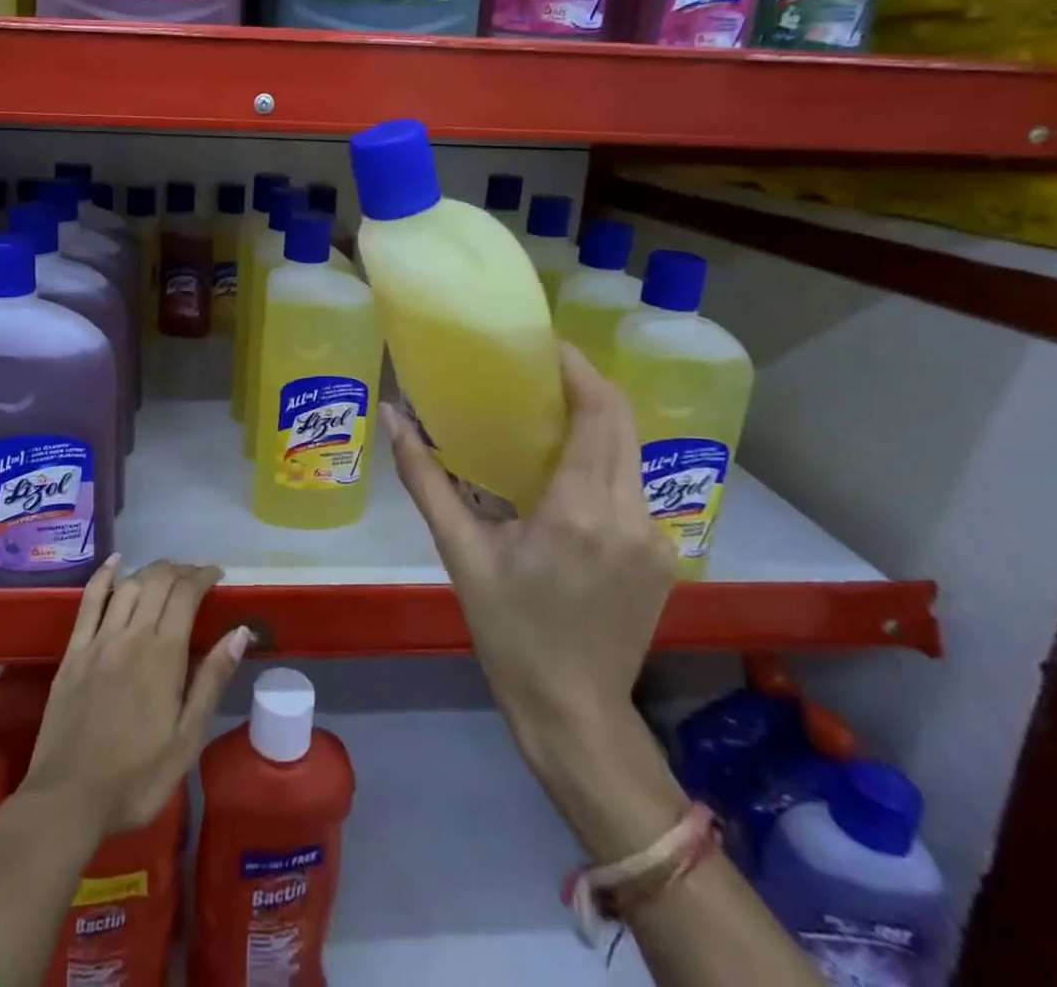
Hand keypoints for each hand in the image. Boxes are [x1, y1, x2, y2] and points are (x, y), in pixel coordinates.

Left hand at [20, 557, 249, 838]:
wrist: (67, 801)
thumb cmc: (136, 778)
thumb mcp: (187, 739)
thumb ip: (212, 680)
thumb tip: (240, 632)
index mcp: (163, 655)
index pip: (186, 594)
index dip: (203, 576)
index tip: (217, 576)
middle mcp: (131, 635)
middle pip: (157, 581)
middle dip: (180, 570)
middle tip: (195, 577)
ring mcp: (98, 640)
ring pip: (128, 585)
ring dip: (150, 571)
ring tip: (166, 574)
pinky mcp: (73, 652)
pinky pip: (88, 601)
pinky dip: (104, 576)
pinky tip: (115, 562)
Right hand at [383, 343, 675, 794]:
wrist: (574, 712)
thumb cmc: (508, 631)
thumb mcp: (460, 552)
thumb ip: (426, 478)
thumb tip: (392, 416)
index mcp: (579, 511)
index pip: (598, 414)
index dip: (579, 369)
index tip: (546, 344)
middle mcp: (629, 514)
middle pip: (623, 421)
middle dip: (588, 384)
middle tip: (542, 368)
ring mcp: (656, 536)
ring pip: (633, 451)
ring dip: (599, 420)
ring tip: (551, 410)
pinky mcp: (664, 553)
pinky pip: (635, 484)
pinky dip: (607, 458)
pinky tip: (570, 467)